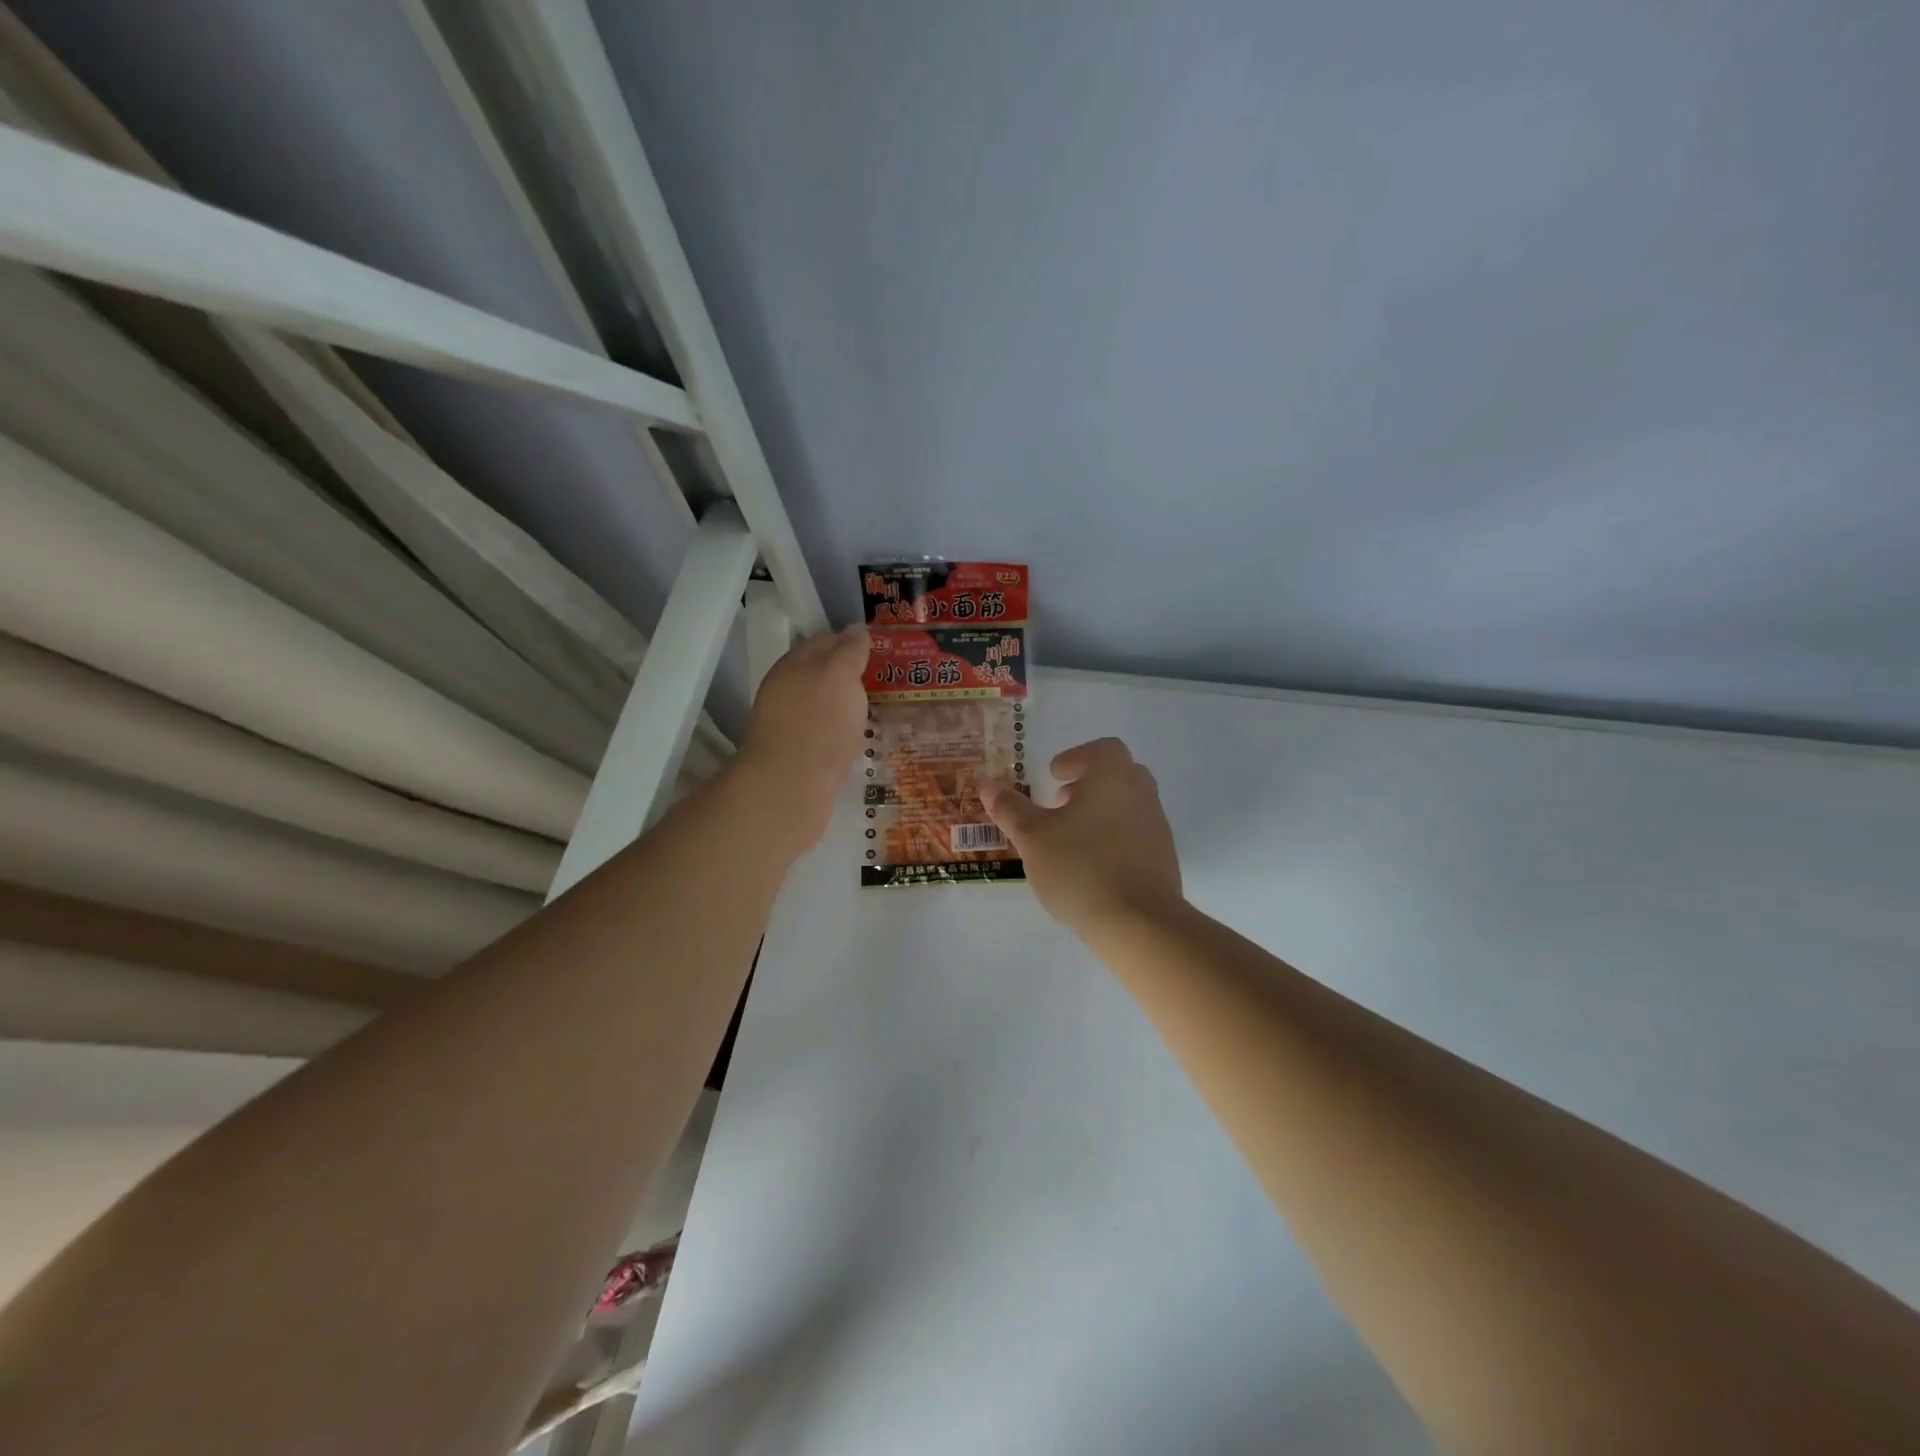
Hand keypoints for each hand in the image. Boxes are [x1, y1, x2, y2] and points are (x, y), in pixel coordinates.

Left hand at [734, 624, 870, 853]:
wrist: (791, 787)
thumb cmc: (818, 722)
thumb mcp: (840, 675)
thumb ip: (849, 651)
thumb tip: (856, 630)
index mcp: (794, 664)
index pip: (825, 641)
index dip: (853, 640)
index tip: (883, 647)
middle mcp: (788, 690)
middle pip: (824, 674)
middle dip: (854, 674)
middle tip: (890, 678)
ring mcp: (792, 724)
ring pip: (826, 705)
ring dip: (851, 704)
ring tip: (884, 707)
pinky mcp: (800, 754)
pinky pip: (828, 732)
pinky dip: (846, 730)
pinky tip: (864, 736)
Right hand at [980, 737, 1183, 941]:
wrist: (1139, 923)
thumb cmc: (1080, 868)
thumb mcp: (1033, 838)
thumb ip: (1010, 809)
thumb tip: (987, 784)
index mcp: (1112, 777)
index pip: (1102, 749)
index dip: (1076, 757)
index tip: (1054, 775)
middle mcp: (1140, 793)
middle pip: (1118, 773)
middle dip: (1088, 783)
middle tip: (1060, 804)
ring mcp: (1157, 826)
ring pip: (1128, 804)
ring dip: (1101, 811)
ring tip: (1071, 839)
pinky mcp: (1164, 858)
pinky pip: (1136, 834)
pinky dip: (1115, 838)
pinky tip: (1092, 866)